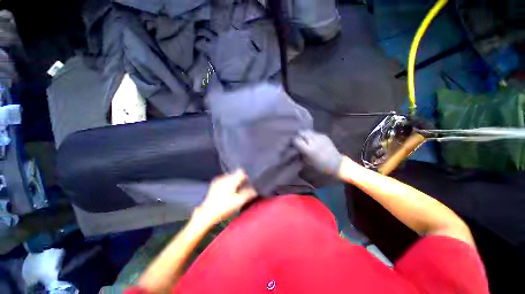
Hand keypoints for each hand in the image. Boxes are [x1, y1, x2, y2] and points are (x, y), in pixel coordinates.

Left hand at [195, 169, 256, 224]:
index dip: (246, 177)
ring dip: (233, 182)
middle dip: (240, 180)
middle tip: (242, 189)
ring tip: (234, 191)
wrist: (207, 214)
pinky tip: (227, 193)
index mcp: (231, 180)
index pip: (241, 172)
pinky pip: (224, 181)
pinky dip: (228, 184)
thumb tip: (255, 189)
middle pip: (235, 174)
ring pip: (229, 177)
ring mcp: (218, 181)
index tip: (247, 184)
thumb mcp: (239, 201)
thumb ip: (248, 193)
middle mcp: (224, 177)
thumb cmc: (224, 207)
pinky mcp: (214, 185)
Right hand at [293, 130, 342, 174]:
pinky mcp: (324, 136)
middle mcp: (314, 141)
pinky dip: (312, 136)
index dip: (293, 141)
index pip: (297, 140)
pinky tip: (313, 140)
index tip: (292, 143)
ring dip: (305, 134)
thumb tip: (295, 150)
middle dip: (298, 135)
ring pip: (308, 131)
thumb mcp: (308, 162)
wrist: (337, 164)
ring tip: (305, 139)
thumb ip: (301, 155)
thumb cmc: (321, 166)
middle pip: (302, 132)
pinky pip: (315, 133)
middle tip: (298, 139)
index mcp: (309, 150)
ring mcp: (320, 137)